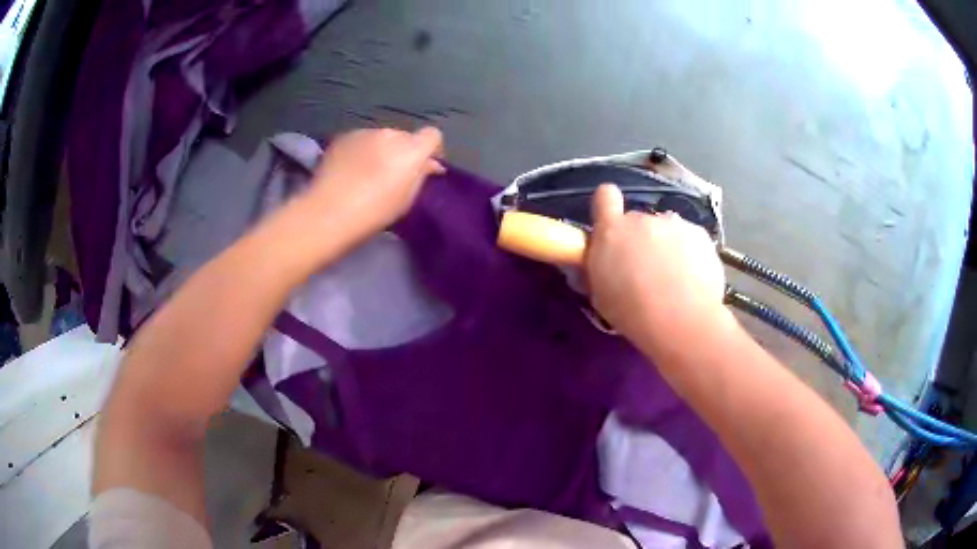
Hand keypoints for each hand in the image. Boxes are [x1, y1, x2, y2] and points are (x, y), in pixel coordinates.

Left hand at [303, 126, 443, 239]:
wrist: (328, 213)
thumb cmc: (374, 213)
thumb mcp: (406, 200)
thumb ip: (421, 176)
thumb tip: (429, 164)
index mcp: (411, 150)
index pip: (432, 135)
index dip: (431, 150)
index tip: (426, 167)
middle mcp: (390, 134)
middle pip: (405, 137)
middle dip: (404, 151)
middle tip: (394, 175)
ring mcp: (364, 132)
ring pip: (381, 138)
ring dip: (381, 150)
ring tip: (368, 174)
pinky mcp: (343, 137)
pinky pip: (361, 141)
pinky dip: (361, 151)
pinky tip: (351, 170)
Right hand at [586, 184, 727, 342]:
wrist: (681, 321)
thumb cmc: (632, 313)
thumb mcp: (601, 293)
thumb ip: (600, 267)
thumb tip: (600, 260)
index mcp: (612, 231)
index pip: (604, 196)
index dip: (607, 206)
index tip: (612, 224)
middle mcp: (643, 219)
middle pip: (639, 222)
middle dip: (641, 240)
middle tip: (647, 271)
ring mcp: (674, 224)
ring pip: (667, 231)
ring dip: (667, 247)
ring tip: (675, 279)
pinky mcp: (700, 234)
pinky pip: (691, 240)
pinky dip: (691, 254)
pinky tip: (693, 280)